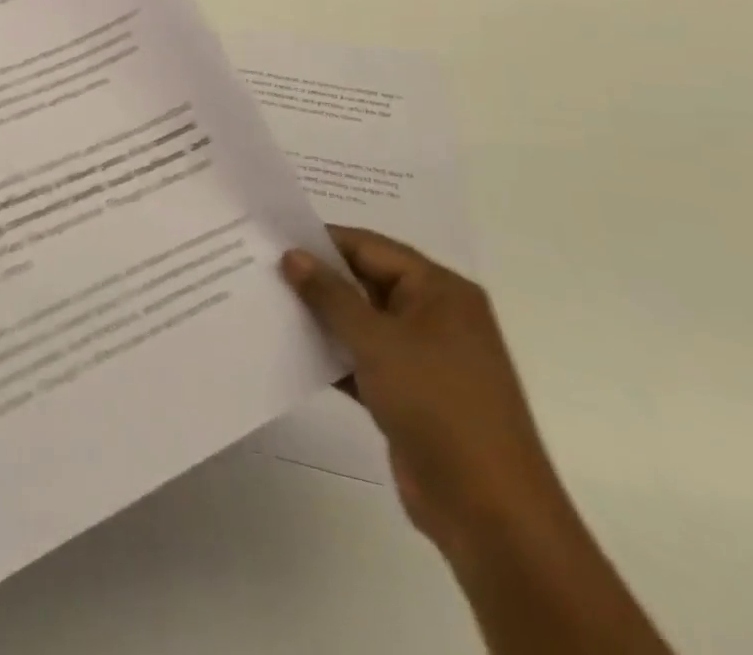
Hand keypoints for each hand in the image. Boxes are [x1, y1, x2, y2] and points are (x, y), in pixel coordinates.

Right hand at [281, 228, 565, 560]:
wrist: (490, 513)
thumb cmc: (437, 405)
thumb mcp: (377, 341)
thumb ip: (330, 294)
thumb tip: (292, 255)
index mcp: (440, 290)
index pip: (370, 247)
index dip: (321, 241)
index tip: (272, 238)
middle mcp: (435, 316)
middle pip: (365, 281)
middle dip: (318, 279)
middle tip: (262, 268)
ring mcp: (424, 358)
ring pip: (362, 322)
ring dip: (321, 318)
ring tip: (267, 303)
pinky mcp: (411, 395)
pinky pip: (364, 359)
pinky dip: (333, 355)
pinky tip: (290, 350)